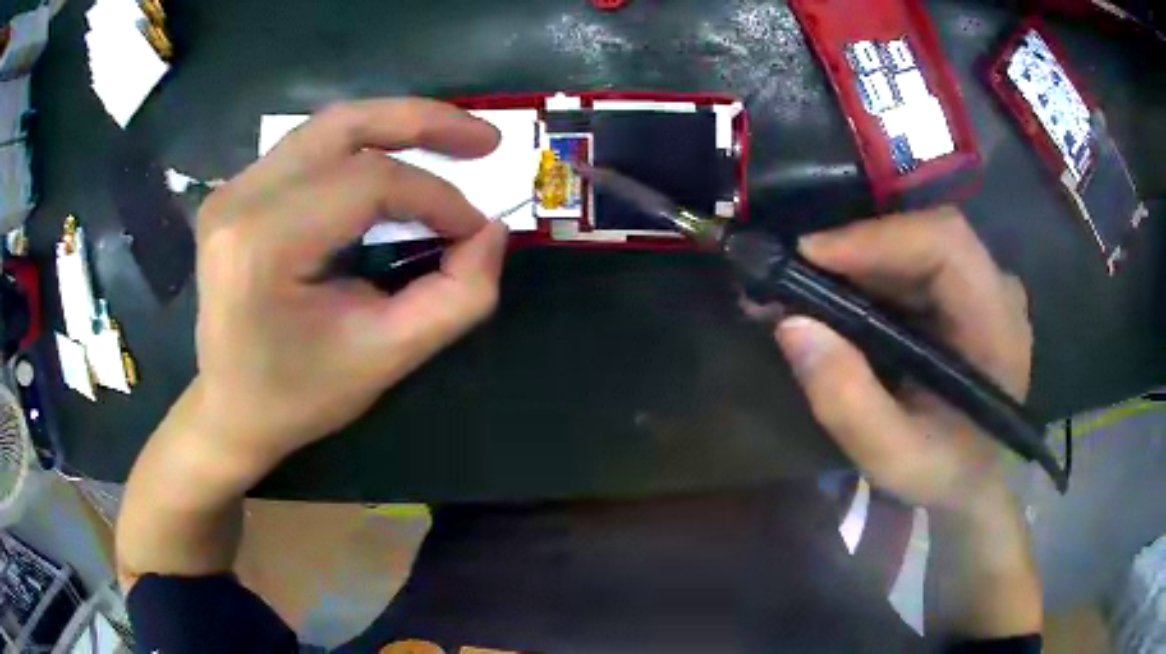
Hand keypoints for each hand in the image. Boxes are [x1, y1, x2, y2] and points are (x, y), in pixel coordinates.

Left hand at [191, 99, 507, 468]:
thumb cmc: (300, 394)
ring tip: (451, 138)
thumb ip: (456, 298)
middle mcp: (239, 200)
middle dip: (424, 123)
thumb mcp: (386, 358)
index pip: (367, 183)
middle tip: (485, 139)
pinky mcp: (235, 191)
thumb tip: (491, 232)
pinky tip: (395, 159)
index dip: (436, 196)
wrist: (230, 408)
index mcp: (263, 244)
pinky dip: (363, 145)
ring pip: (328, 127)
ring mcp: (232, 189)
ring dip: (396, 125)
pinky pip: (309, 148)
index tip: (475, 228)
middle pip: (344, 126)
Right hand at [773, 208, 1031, 510]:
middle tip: (796, 271)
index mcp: (998, 329)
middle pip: (928, 234)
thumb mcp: (892, 458)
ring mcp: (984, 287)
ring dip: (860, 258)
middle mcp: (998, 292)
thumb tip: (792, 325)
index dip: (878, 238)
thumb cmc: (945, 474)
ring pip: (919, 242)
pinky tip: (839, 295)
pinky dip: (872, 271)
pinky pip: (916, 262)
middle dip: (859, 247)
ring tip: (806, 285)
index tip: (809, 255)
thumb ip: (848, 402)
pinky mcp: (966, 292)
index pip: (946, 246)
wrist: (976, 478)